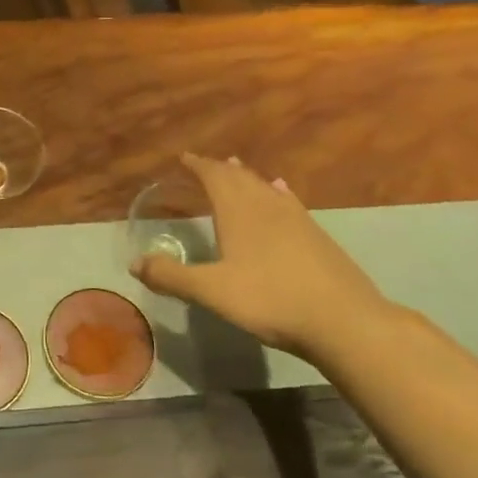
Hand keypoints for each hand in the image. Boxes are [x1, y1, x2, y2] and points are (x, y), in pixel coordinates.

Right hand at [130, 153, 391, 360]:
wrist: (343, 320)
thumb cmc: (270, 300)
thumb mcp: (210, 292)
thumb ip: (171, 276)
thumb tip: (134, 263)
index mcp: (239, 213)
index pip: (215, 177)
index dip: (199, 166)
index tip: (184, 158)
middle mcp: (267, 207)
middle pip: (241, 178)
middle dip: (220, 169)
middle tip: (205, 164)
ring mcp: (297, 220)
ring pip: (266, 188)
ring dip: (247, 177)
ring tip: (238, 168)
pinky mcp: (317, 236)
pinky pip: (289, 202)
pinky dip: (277, 192)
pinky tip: (281, 192)